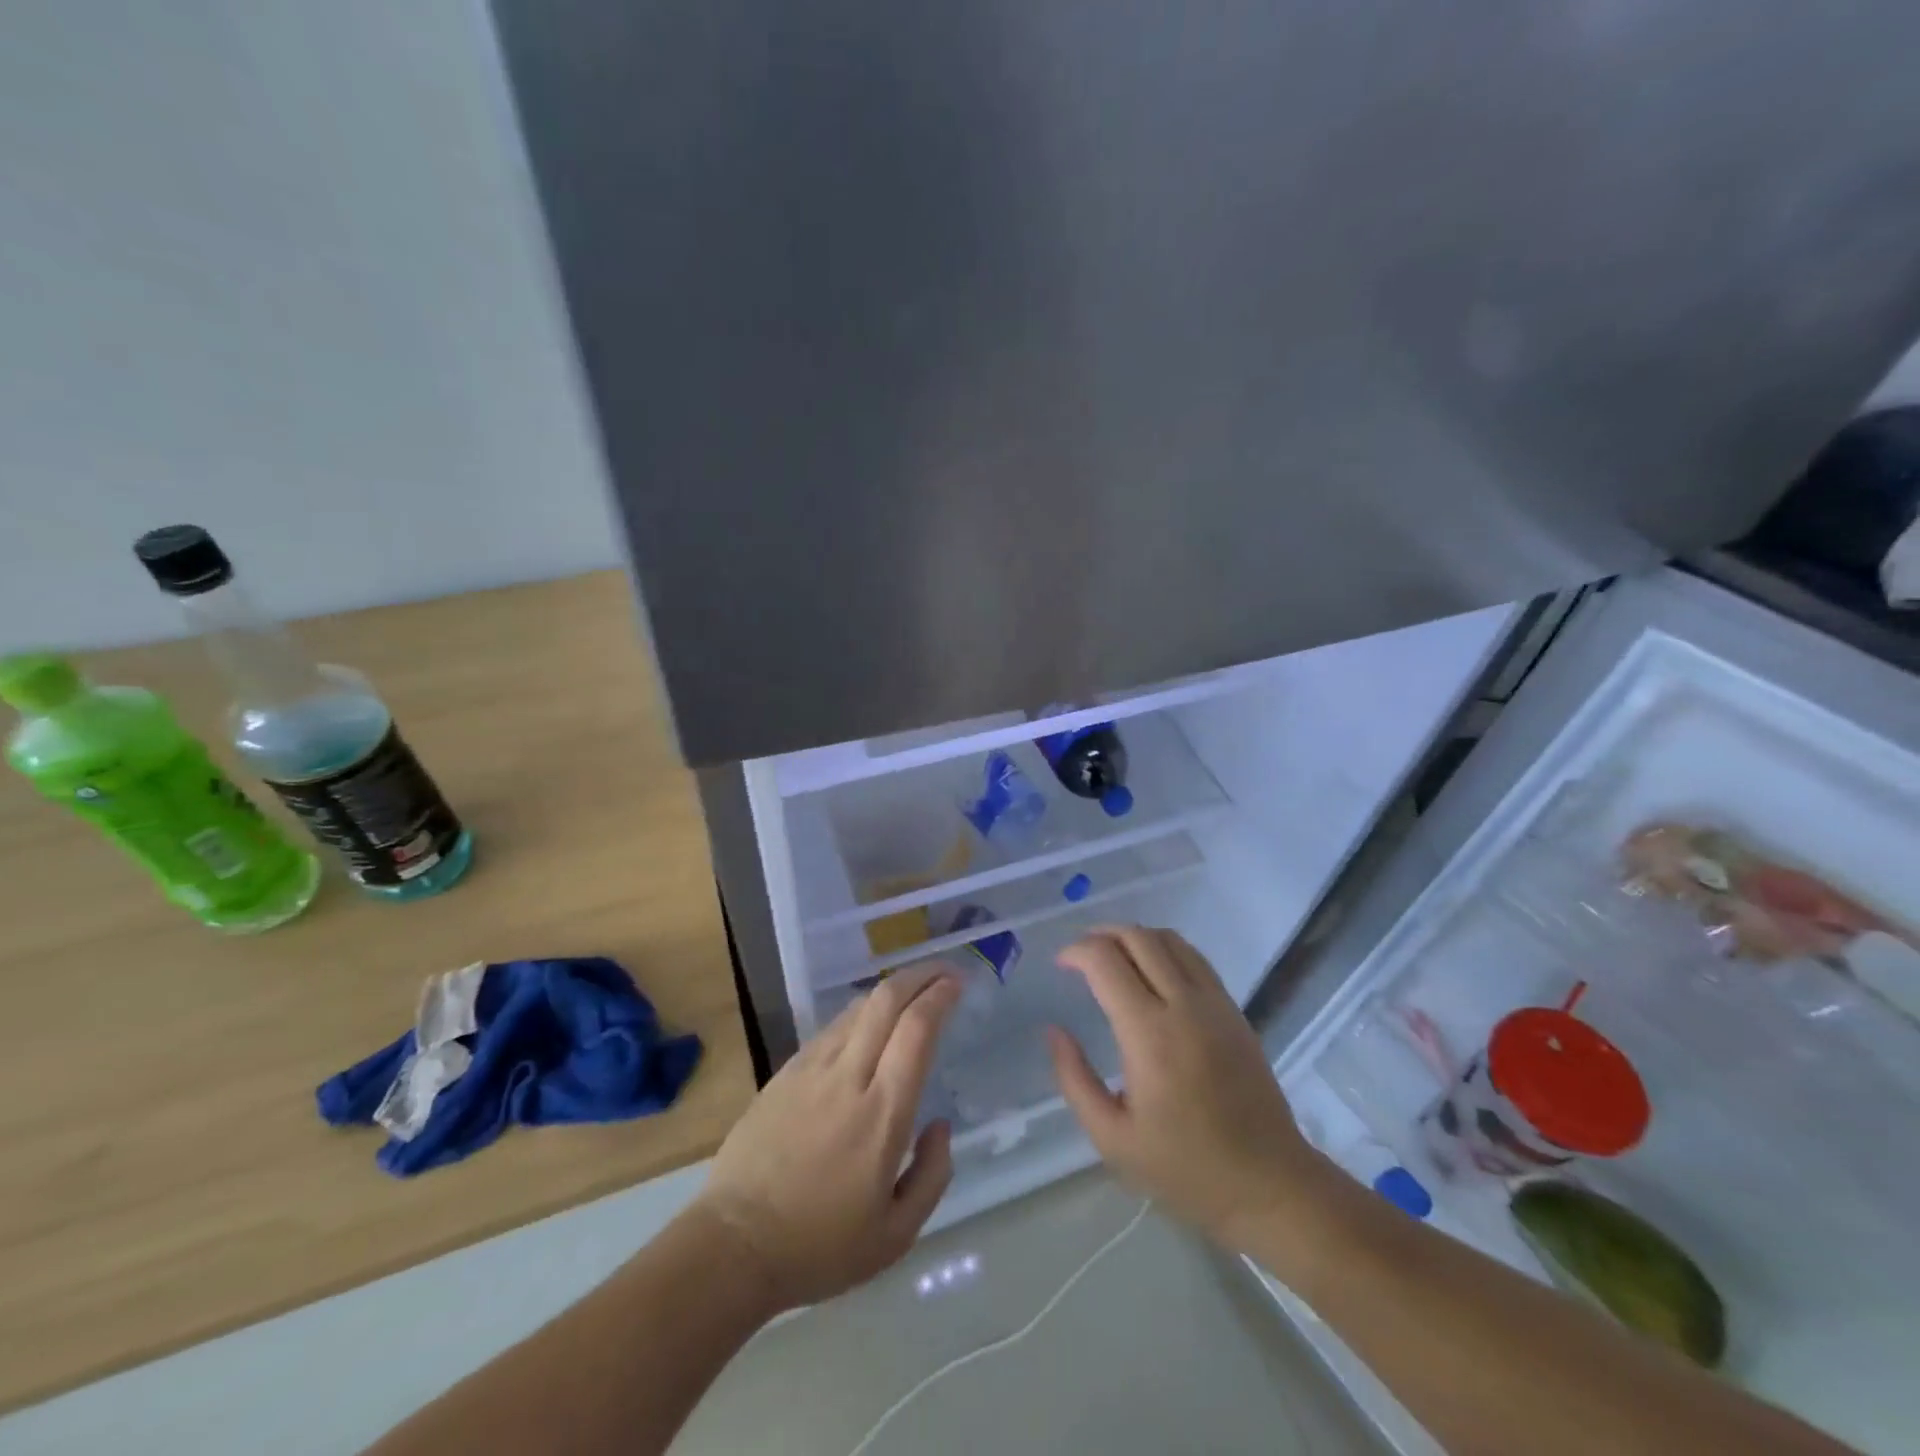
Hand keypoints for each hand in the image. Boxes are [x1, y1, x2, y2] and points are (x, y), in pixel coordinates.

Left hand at [695, 967, 959, 1310]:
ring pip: (857, 1008)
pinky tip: (867, 1025)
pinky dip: (859, 1015)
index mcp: (882, 1113)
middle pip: (886, 1000)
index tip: (958, 983)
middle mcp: (848, 1077)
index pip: (916, 1030)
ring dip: (890, 991)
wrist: (733, 1245)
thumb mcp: (895, 1236)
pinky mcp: (785, 1073)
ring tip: (911, 993)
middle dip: (919, 975)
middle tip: (942, 971)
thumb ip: (932, 1175)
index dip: (940, 996)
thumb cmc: (819, 1247)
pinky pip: (831, 1029)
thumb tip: (939, 1125)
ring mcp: (811, 1069)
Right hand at [1046, 926, 1336, 1251]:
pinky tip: (1151, 971)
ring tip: (1112, 956)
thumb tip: (1054, 1031)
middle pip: (1137, 937)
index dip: (1076, 951)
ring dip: (1133, 936)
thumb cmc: (1185, 1168)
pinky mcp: (1234, 1009)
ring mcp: (1215, 1003)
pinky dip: (1164, 948)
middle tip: (1080, 954)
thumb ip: (1074, 1079)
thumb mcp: (1112, 1138)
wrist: (1269, 1184)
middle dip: (1101, 934)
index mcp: (1149, 1034)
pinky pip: (1194, 957)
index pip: (1106, 961)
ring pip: (1169, 939)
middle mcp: (1184, 1005)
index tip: (1060, 964)